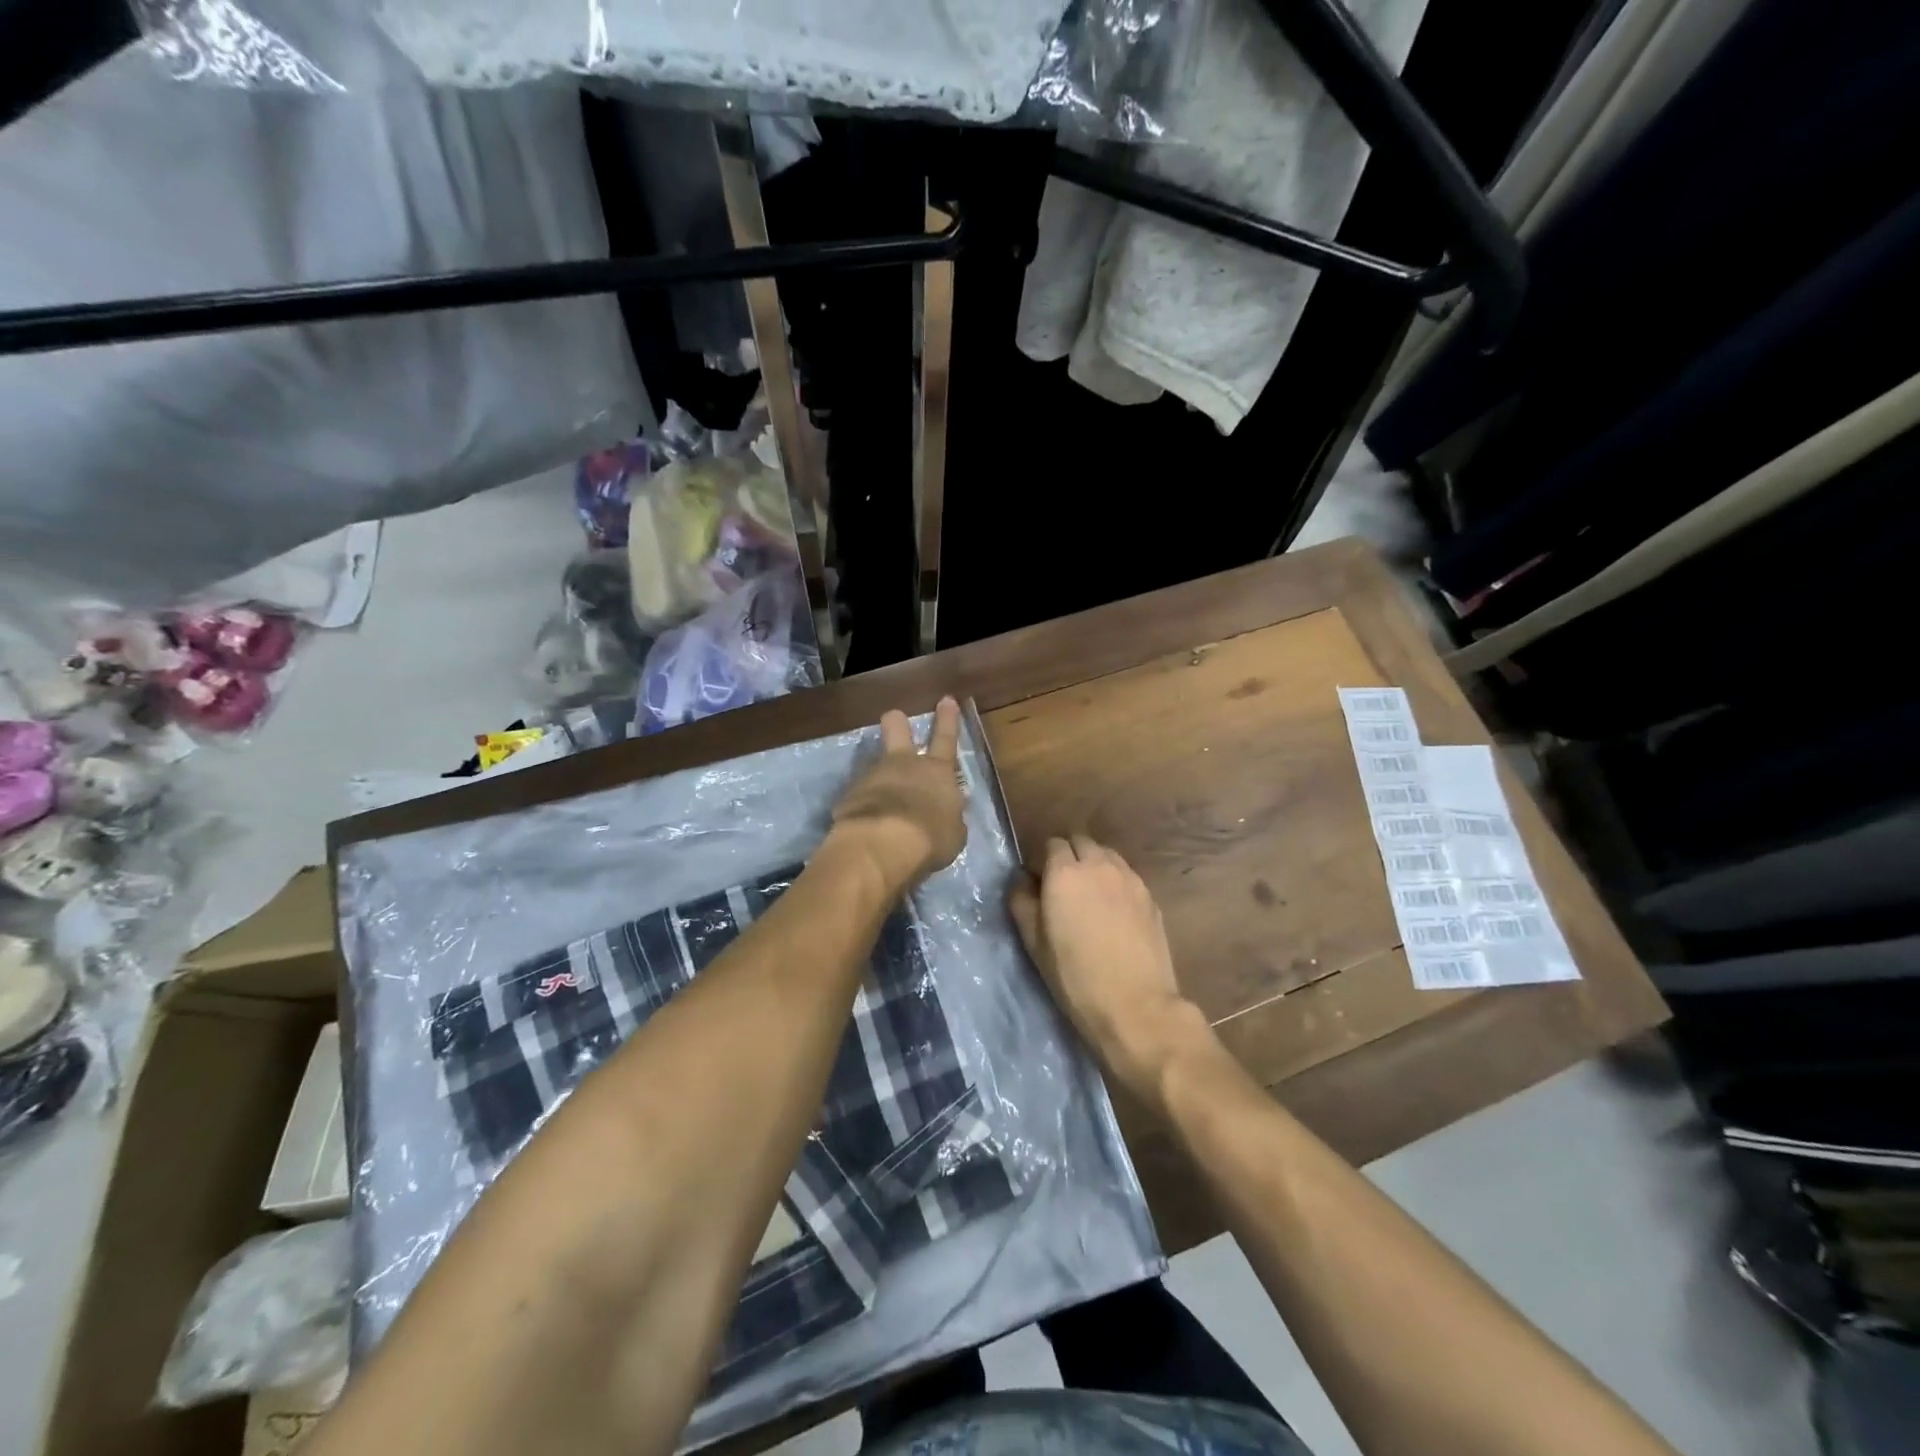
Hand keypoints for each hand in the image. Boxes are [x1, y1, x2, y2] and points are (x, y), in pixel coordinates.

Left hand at [829, 697, 966, 892]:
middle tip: (894, 717)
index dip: (947, 719)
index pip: (945, 739)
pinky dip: (862, 807)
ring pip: (874, 765)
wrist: (882, 846)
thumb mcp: (953, 833)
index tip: (946, 699)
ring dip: (878, 779)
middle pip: (896, 729)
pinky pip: (858, 796)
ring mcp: (872, 776)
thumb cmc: (930, 838)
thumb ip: (951, 817)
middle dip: (896, 722)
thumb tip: (950, 808)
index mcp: (936, 772)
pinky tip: (864, 826)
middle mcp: (903, 765)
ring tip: (880, 806)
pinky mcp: (848, 796)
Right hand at [1008, 835, 1211, 1107]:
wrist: (1135, 1006)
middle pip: (1080, 841)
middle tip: (1062, 887)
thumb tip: (1022, 881)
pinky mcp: (1150, 895)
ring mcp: (1129, 878)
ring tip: (1089, 895)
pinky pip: (1126, 874)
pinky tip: (1113, 909)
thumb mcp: (1034, 943)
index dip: (1043, 860)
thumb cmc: (1074, 977)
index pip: (1051, 844)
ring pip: (1106, 854)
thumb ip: (1022, 902)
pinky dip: (1115, 880)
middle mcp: (1099, 864)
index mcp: (1065, 872)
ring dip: (1094, 864)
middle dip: (1069, 855)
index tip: (1039, 883)